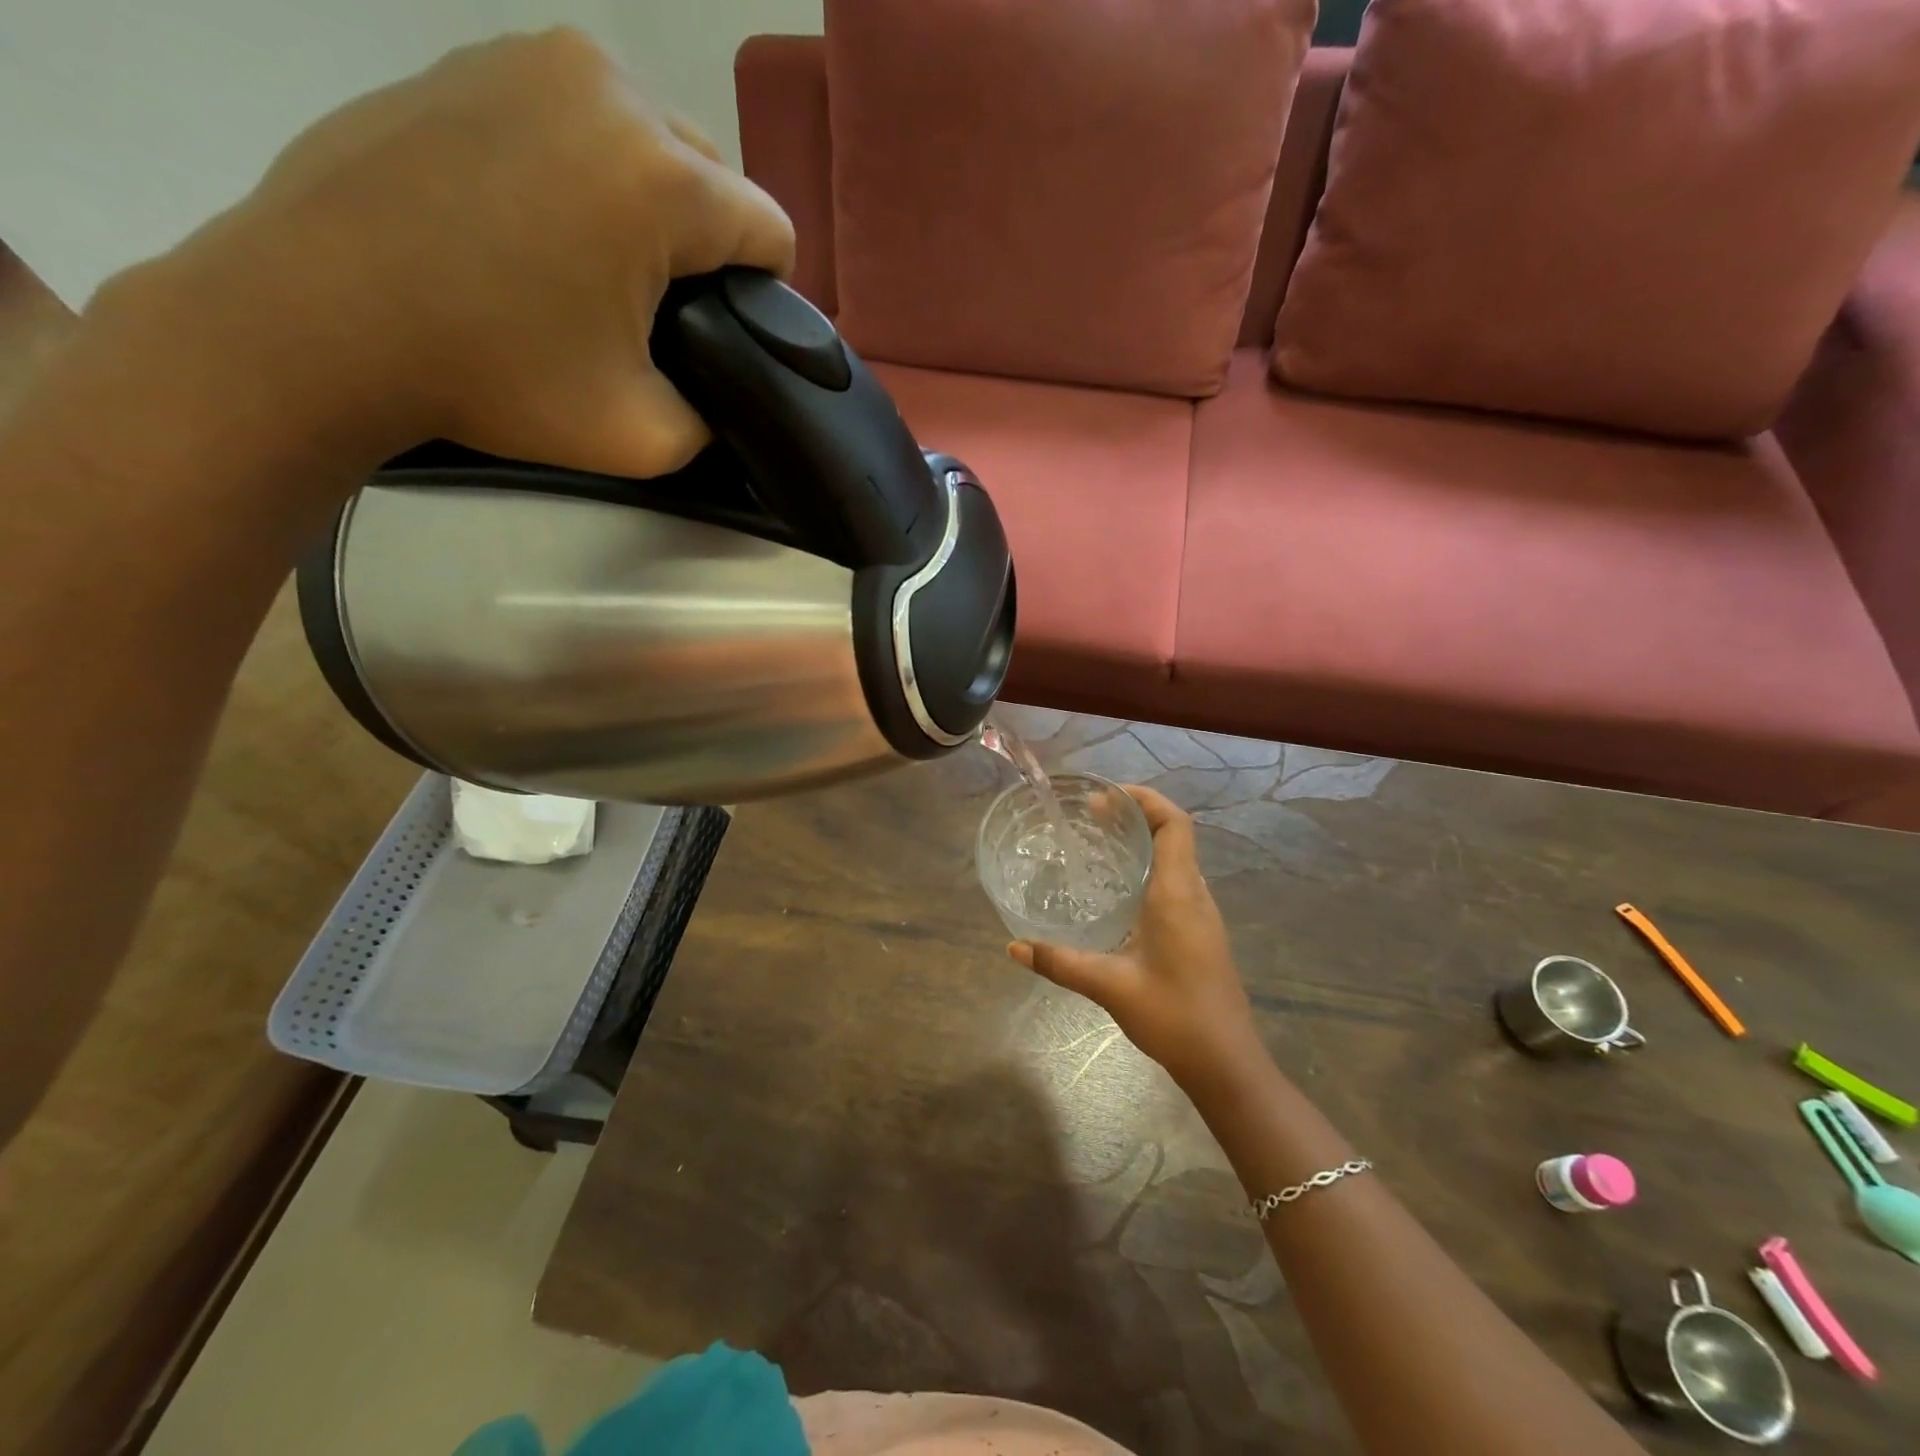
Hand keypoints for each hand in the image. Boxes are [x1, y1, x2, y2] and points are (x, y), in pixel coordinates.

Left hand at [104, 27, 793, 478]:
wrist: (321, 318)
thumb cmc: (495, 377)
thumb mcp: (644, 437)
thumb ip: (714, 418)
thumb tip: (723, 396)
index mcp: (661, 177)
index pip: (770, 230)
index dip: (766, 295)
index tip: (723, 338)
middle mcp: (609, 89)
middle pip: (714, 178)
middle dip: (704, 246)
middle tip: (653, 312)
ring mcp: (531, 58)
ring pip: (647, 142)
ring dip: (648, 207)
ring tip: (594, 268)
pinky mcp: (471, 60)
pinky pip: (575, 120)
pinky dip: (583, 172)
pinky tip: (537, 226)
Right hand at [1007, 786, 1265, 1095]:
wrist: (1226, 1063)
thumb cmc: (1173, 1015)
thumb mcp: (1110, 986)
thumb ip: (1060, 962)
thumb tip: (1014, 947)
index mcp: (1177, 893)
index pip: (1174, 823)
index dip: (1145, 799)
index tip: (1106, 796)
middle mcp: (1194, 895)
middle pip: (1174, 835)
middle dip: (1135, 816)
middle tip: (1091, 816)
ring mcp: (1202, 915)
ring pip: (1177, 859)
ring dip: (1143, 842)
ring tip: (1100, 844)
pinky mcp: (1201, 933)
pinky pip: (1177, 882)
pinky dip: (1149, 869)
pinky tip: (1119, 891)